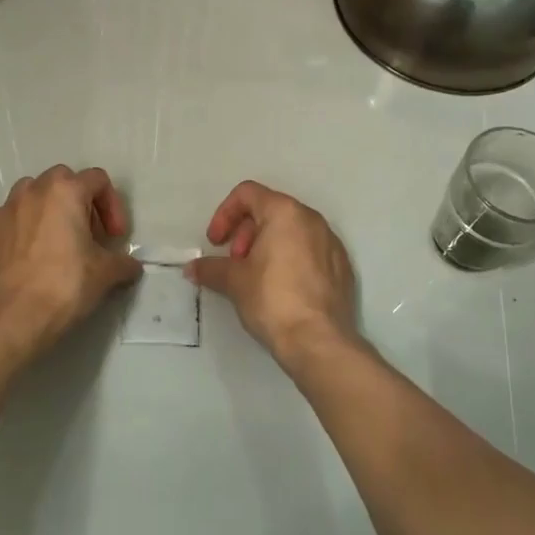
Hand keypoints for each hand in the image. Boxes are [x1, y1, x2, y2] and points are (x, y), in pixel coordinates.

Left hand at [0, 166, 140, 354]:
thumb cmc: (66, 285)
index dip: (113, 206)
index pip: (98, 180)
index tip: (115, 237)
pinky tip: (33, 255)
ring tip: (58, 240)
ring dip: (50, 209)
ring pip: (33, 193)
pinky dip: (26, 226)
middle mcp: (34, 190)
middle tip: (89, 235)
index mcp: (65, 191)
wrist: (16, 317)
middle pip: (64, 181)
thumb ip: (123, 262)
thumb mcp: (106, 273)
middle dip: (81, 202)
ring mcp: (6, 209)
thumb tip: (130, 266)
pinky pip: (13, 217)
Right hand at [187, 181, 358, 366]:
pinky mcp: (342, 267)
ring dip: (266, 246)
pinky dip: (290, 259)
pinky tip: (281, 289)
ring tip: (255, 277)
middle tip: (235, 262)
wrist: (319, 341)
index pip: (247, 194)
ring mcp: (332, 243)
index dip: (224, 214)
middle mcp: (312, 219)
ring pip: (291, 231)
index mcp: (285, 212)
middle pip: (270, 210)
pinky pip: (310, 251)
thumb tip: (192, 268)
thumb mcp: (234, 281)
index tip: (216, 242)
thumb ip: (211, 268)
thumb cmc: (272, 299)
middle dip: (245, 232)